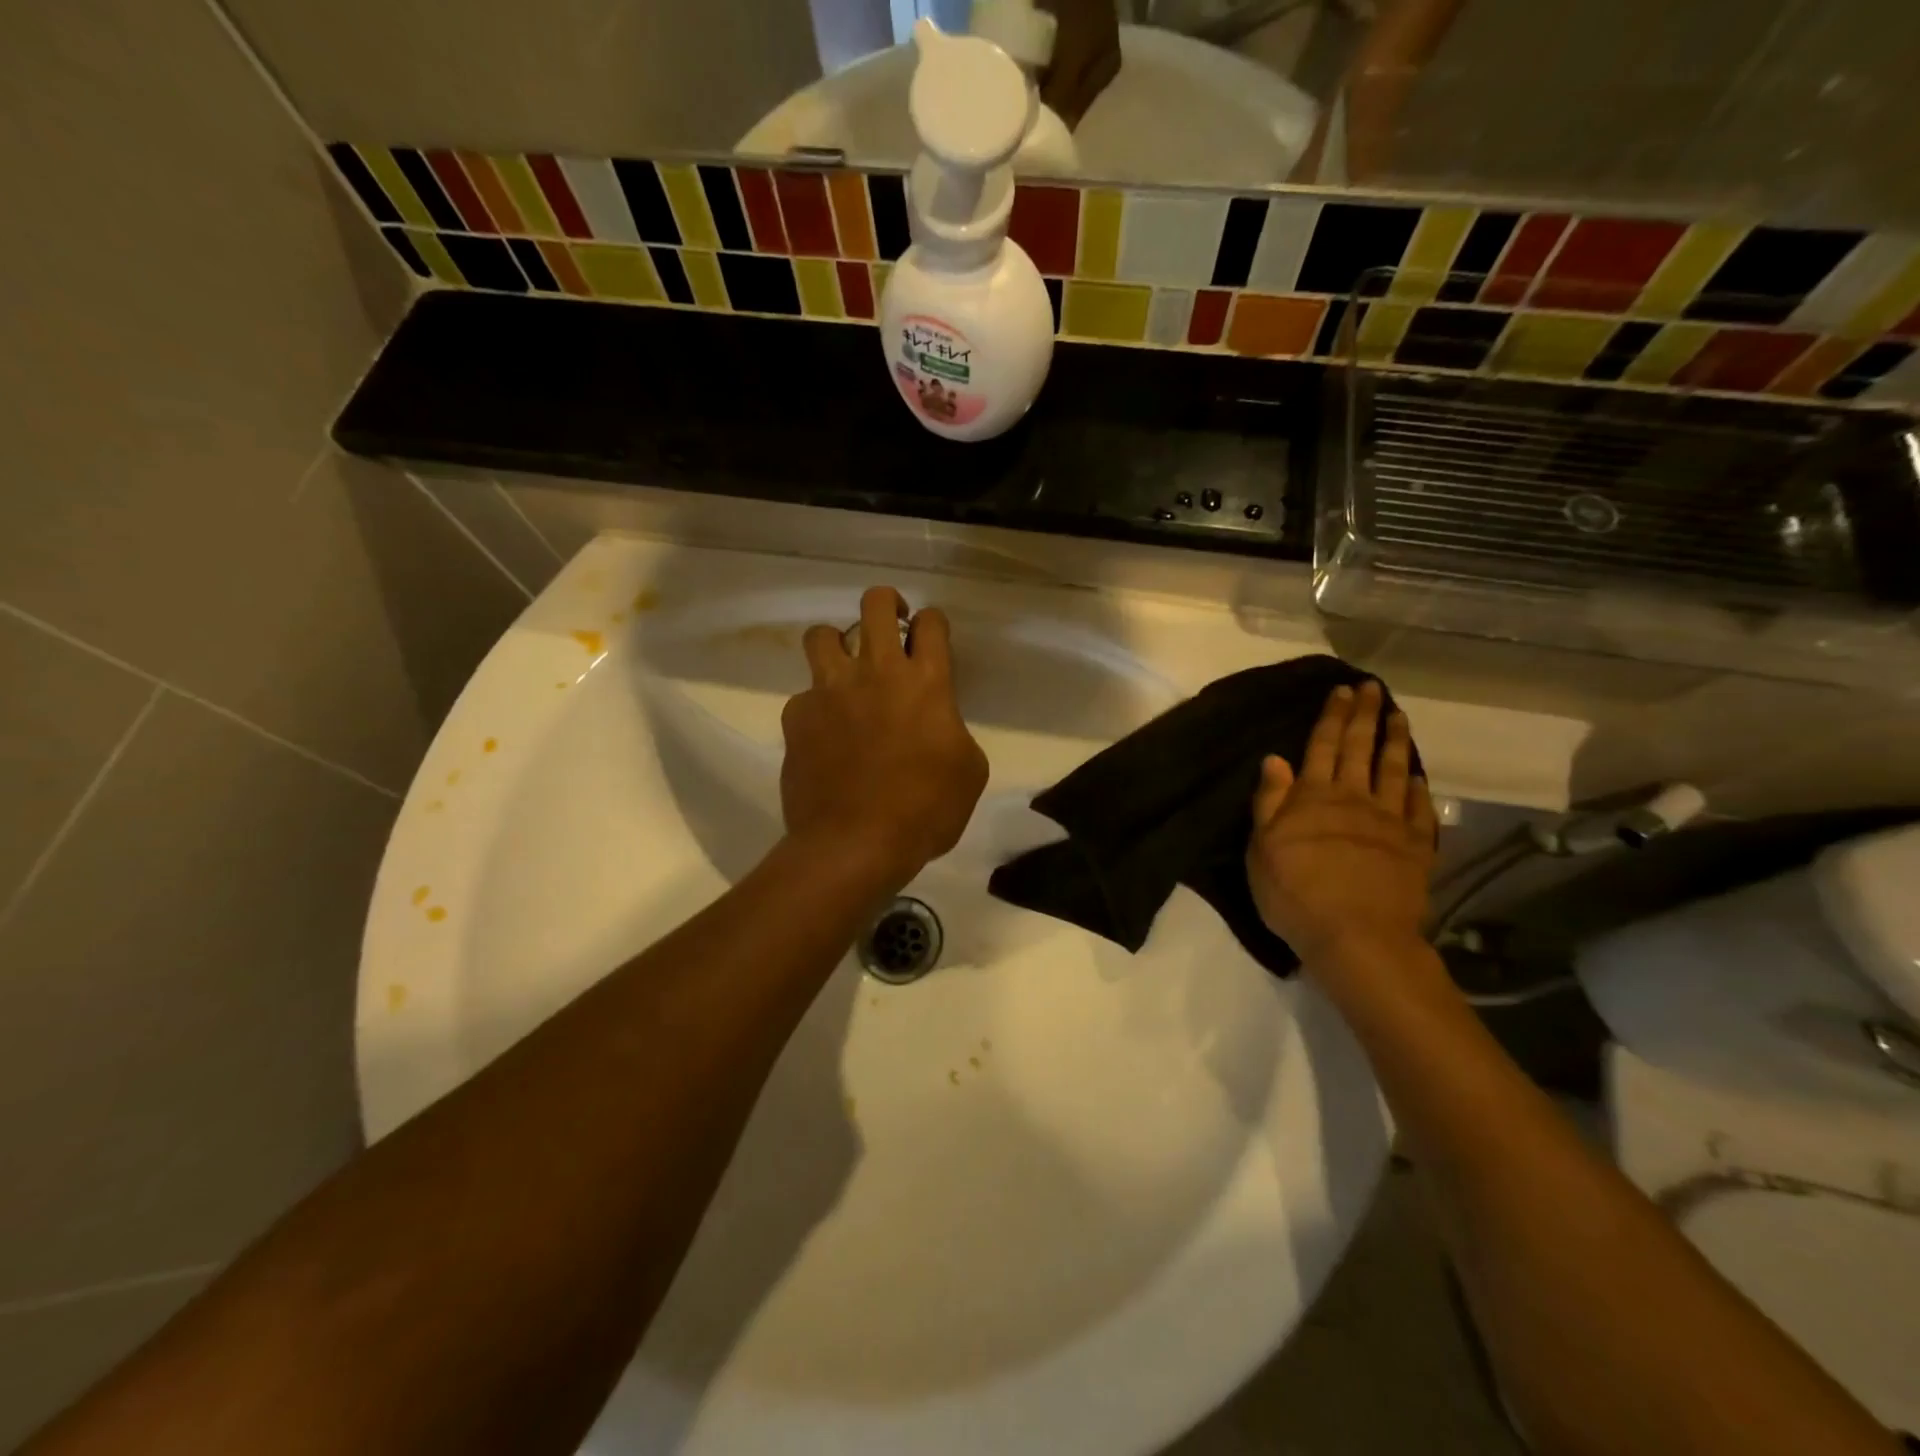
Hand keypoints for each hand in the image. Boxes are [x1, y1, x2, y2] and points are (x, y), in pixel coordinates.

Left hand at [781, 587, 988, 889]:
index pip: (931, 623)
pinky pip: (804, 696)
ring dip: (838, 644)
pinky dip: (816, 707)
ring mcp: (829, 691)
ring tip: (846, 671)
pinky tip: (825, 736)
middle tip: (891, 627)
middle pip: (874, 603)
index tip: (931, 639)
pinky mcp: (796, 717)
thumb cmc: (925, 811)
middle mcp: (876, 672)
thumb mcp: (969, 772)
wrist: (854, 844)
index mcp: (926, 682)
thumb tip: (937, 725)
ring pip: (822, 635)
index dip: (933, 624)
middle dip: (886, 604)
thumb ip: (954, 731)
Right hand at [1245, 681, 1436, 965]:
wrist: (1356, 936)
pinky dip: (1417, 787)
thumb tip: (1275, 760)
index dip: (1332, 716)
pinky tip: (1416, 775)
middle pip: (1360, 748)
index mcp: (1313, 797)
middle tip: (1372, 688)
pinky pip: (1417, 808)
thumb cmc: (1295, 893)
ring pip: (1393, 770)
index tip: (1342, 690)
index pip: (1323, 745)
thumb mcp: (1262, 848)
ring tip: (1399, 716)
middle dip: (1365, 715)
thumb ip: (1269, 802)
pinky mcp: (1415, 847)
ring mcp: (1389, 821)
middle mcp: (1354, 799)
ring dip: (1395, 740)